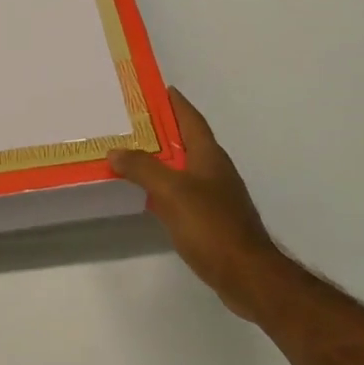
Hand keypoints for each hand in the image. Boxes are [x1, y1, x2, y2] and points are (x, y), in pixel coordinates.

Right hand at [110, 89, 295, 323]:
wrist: (248, 275)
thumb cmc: (211, 226)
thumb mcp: (171, 191)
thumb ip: (143, 168)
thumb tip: (115, 151)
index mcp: (210, 156)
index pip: (191, 119)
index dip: (177, 103)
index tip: (160, 89)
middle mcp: (216, 171)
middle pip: (188, 142)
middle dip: (164, 130)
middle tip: (134, 122)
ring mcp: (217, 197)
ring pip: (186, 168)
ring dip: (164, 159)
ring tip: (134, 155)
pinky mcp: (214, 221)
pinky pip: (184, 193)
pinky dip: (166, 188)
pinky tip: (150, 196)